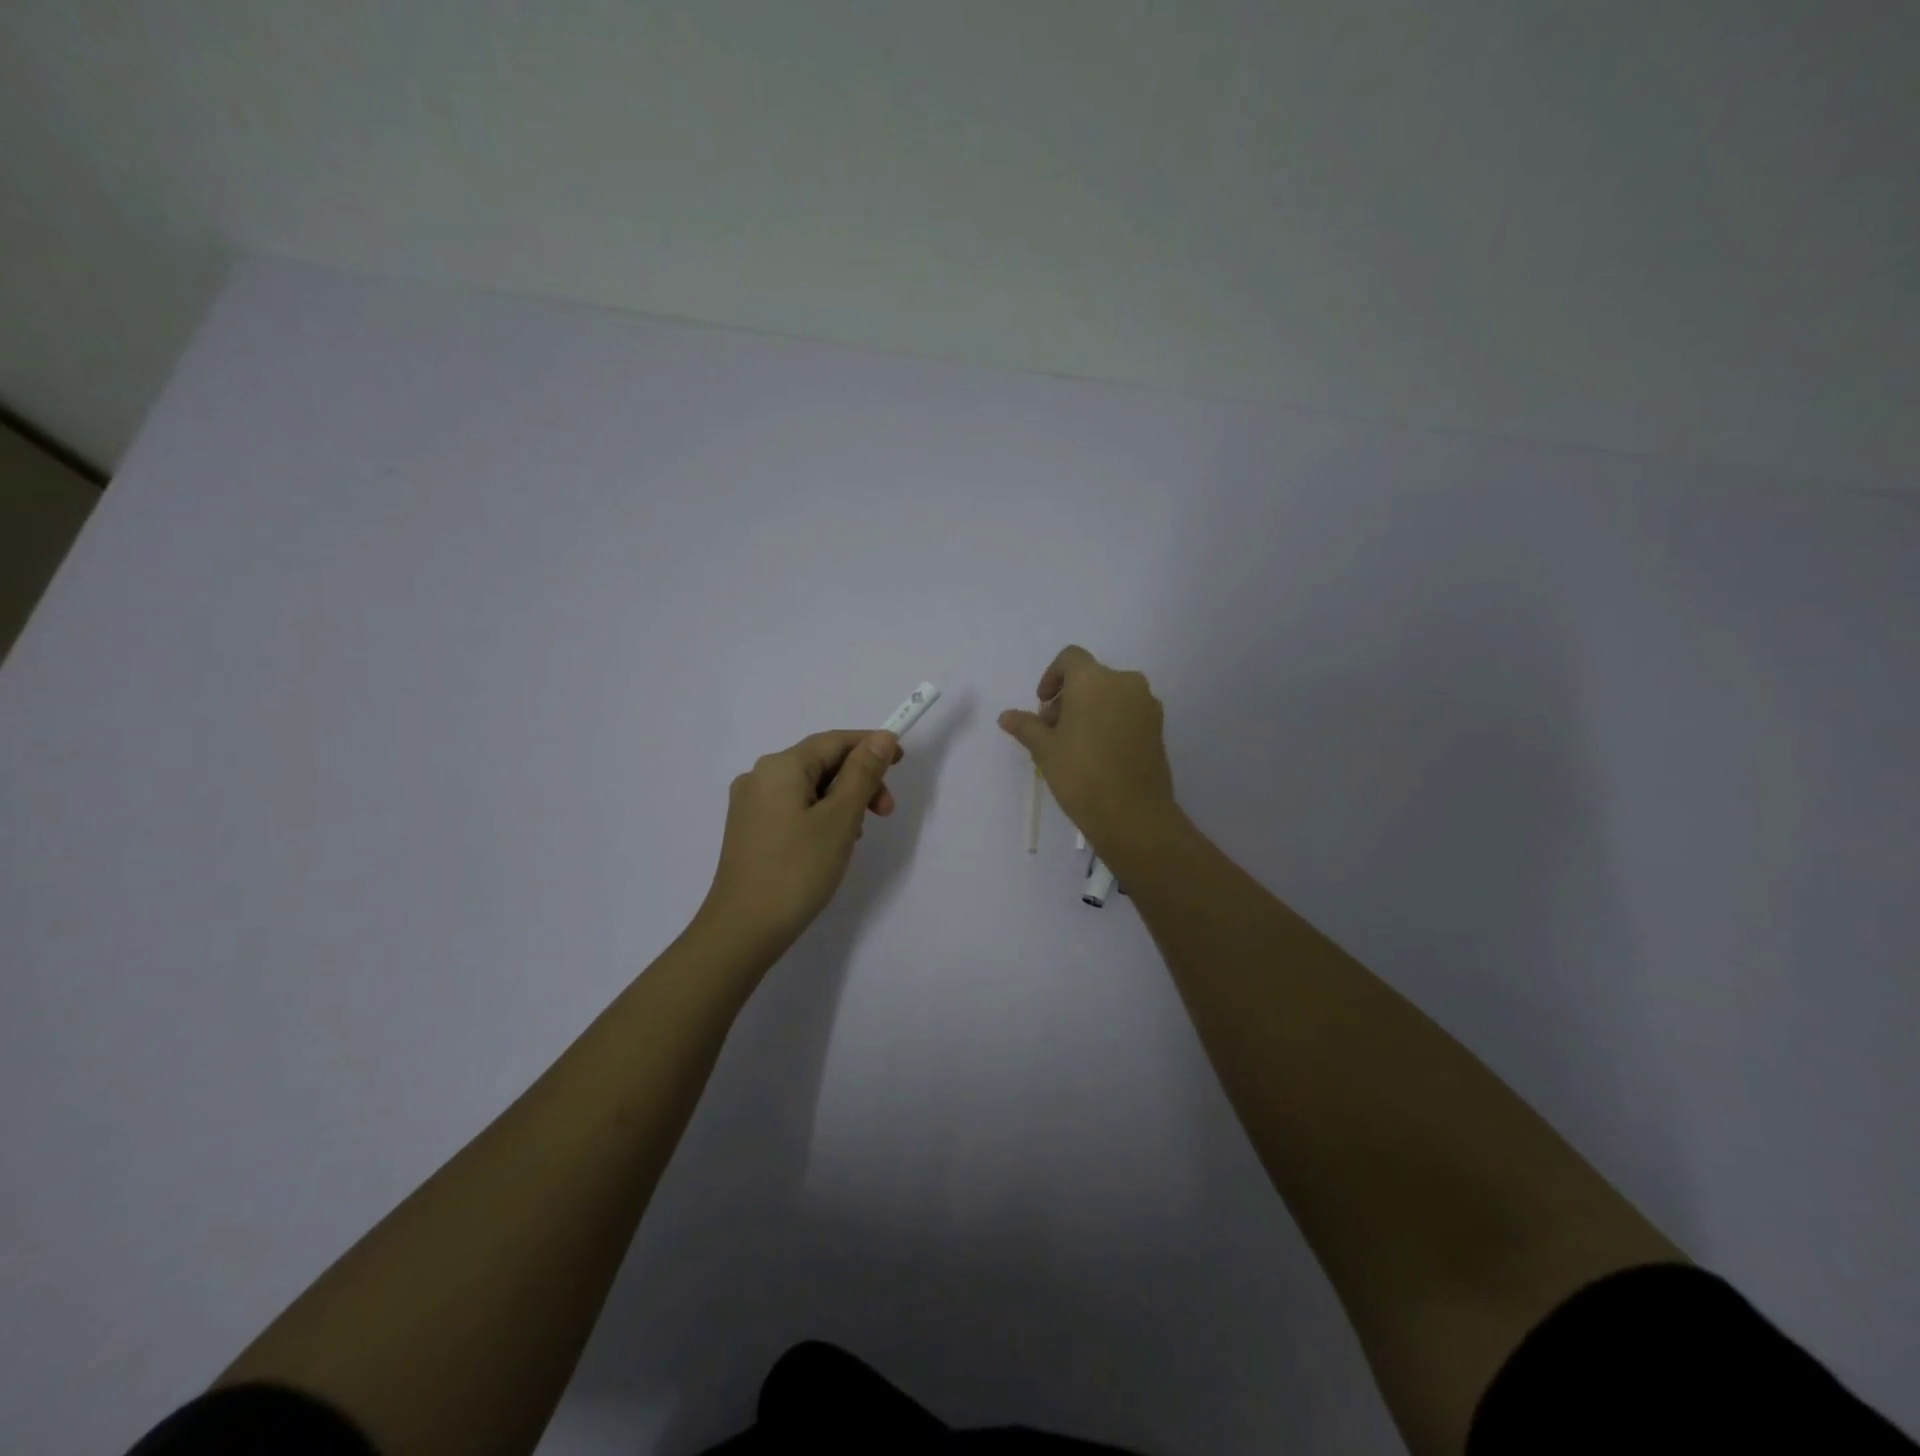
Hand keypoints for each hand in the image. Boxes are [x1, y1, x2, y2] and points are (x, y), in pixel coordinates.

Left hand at [698, 728, 902, 956]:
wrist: (744, 929)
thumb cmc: (797, 869)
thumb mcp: (840, 818)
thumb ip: (863, 773)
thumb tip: (881, 737)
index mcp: (781, 767)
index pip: (834, 741)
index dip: (871, 746)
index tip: (901, 762)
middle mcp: (760, 776)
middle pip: (821, 763)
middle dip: (859, 781)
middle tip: (885, 813)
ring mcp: (750, 804)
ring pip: (809, 787)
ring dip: (842, 801)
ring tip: (857, 836)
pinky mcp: (749, 830)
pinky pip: (794, 807)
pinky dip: (820, 815)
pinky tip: (832, 844)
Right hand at [998, 644, 1175, 852]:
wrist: (1133, 814)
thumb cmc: (1081, 774)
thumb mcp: (1045, 750)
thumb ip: (1026, 726)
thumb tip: (1006, 716)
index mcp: (1094, 680)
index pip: (1070, 658)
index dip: (1052, 676)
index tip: (1042, 705)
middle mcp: (1125, 683)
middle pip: (1091, 677)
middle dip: (1068, 698)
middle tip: (1052, 731)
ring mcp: (1146, 705)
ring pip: (1111, 695)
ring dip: (1090, 710)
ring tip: (1074, 745)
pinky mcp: (1158, 728)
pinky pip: (1128, 712)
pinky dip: (1110, 722)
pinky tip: (1098, 754)